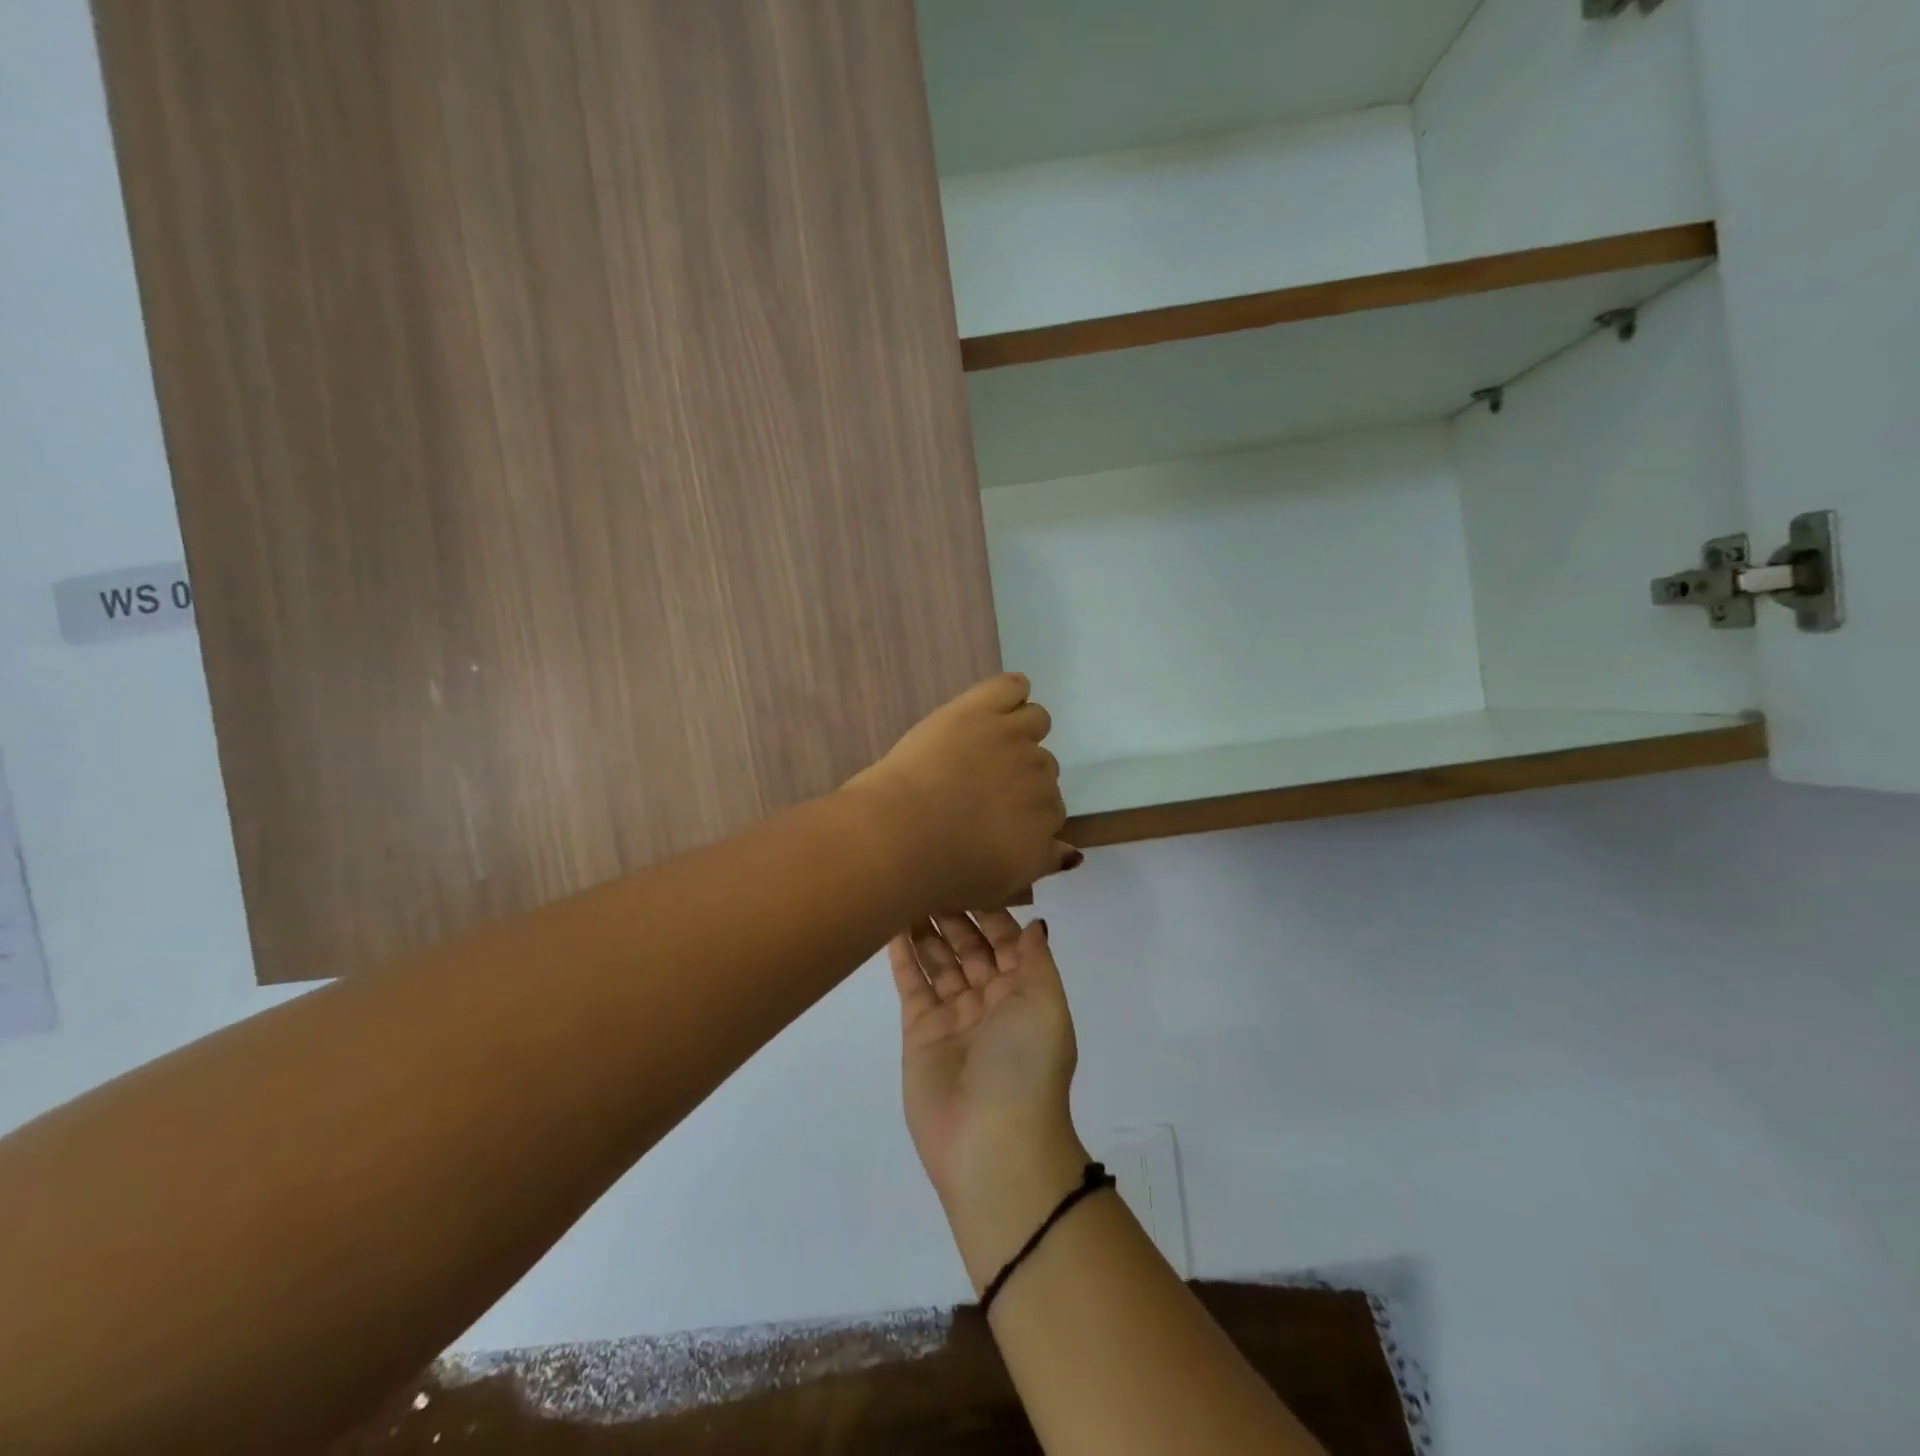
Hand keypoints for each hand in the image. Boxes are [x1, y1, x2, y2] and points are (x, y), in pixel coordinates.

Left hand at [848, 674, 1077, 912]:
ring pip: (1036, 722)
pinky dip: (1011, 691)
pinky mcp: (983, 709)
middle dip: (1019, 776)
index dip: (1025, 813)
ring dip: (1019, 731)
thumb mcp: (1000, 887)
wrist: (900, 837)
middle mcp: (1040, 778)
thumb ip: (1042, 863)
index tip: (996, 817)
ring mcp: (1014, 738)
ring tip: (985, 743)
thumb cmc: (941, 873)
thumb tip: (1073, 852)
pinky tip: (995, 704)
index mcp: (1045, 824)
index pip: (1053, 810)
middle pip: (1044, 767)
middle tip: (979, 786)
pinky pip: (1014, 687)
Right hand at [890, 912, 1090, 1290]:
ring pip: (938, 961)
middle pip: (969, 946)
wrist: (992, 1142)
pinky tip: (890, 927)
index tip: (968, 873)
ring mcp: (952, 1015)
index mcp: (1024, 991)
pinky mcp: (920, 1031)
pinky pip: (912, 985)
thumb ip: (1035, 960)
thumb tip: (1034, 923)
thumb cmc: (1026, 1064)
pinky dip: (903, 957)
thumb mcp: (1046, 1005)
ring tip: (906, 890)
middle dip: (954, 914)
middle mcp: (989, 999)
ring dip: (926, 929)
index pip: (1005, 939)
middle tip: (929, 875)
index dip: (989, 909)